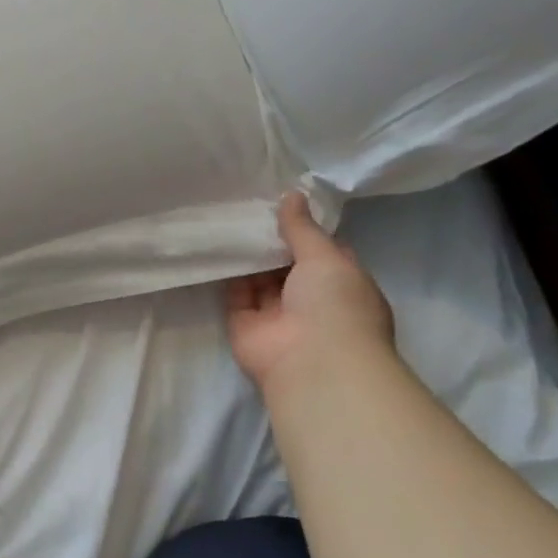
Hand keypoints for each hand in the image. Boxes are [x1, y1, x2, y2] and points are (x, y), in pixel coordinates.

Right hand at [227, 192, 395, 402]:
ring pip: (259, 279)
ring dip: (247, 256)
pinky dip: (227, 275)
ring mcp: (276, 315)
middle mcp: (310, 300)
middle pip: (286, 264)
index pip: (321, 251)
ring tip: (227, 219)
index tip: (281, 202)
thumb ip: (303, 228)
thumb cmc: (335, 304)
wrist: (311, 363)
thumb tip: (292, 195)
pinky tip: (216, 246)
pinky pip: (234, 295)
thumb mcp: (326, 256)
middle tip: (246, 205)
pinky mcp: (245, 326)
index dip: (303, 229)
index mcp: (341, 284)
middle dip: (270, 241)